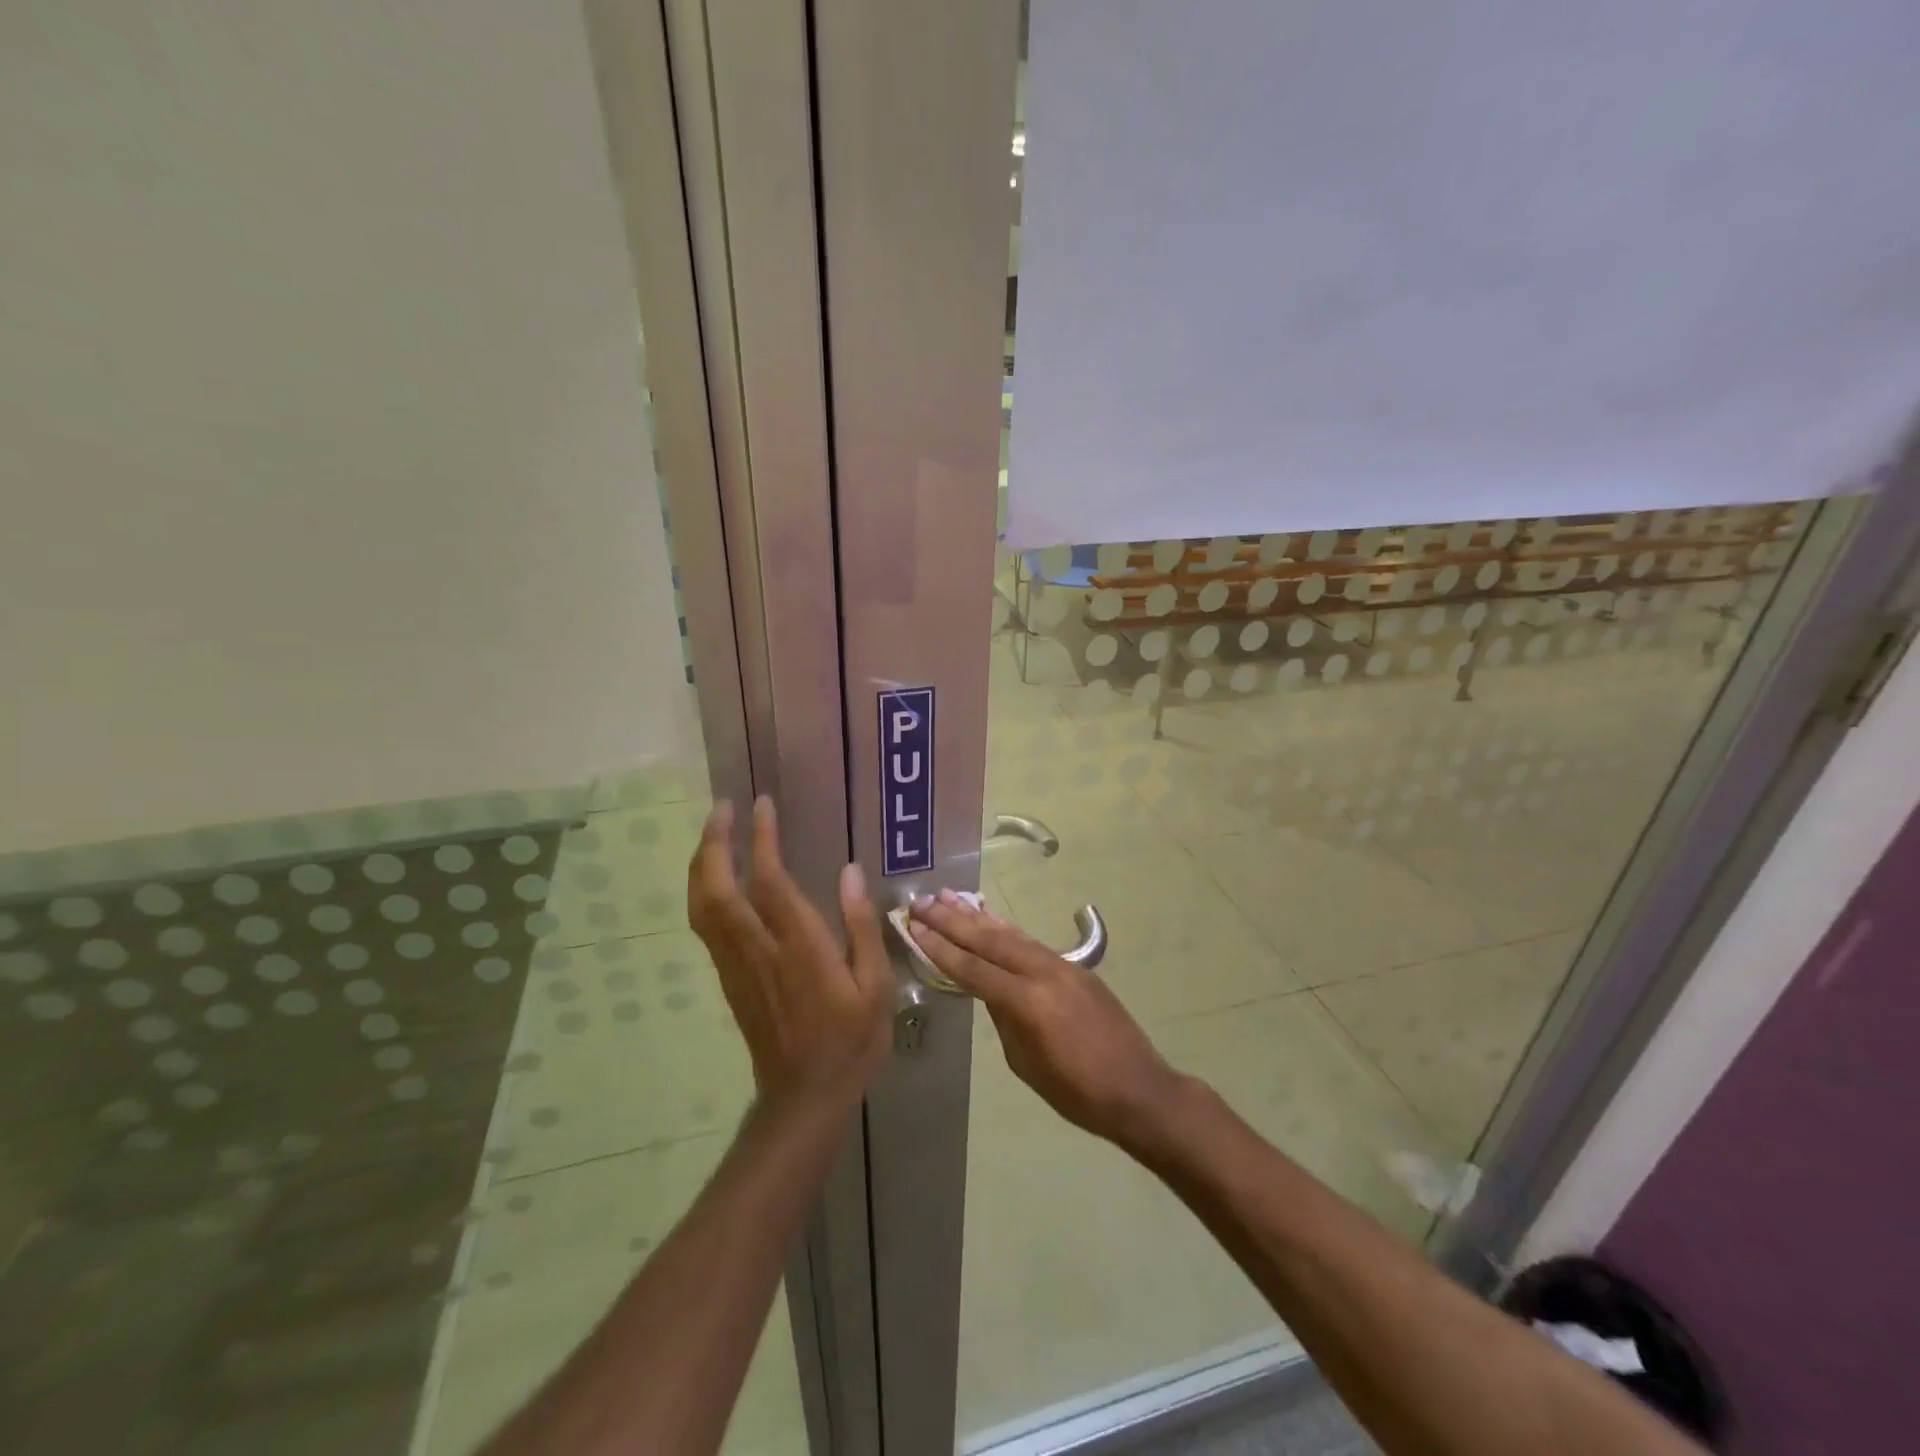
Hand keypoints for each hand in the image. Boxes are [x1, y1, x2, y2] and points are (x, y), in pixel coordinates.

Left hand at [687, 797, 892, 1115]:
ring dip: (703, 863)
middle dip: (714, 843)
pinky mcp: (729, 978)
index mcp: (798, 948)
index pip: (770, 881)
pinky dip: (705, 890)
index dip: (762, 839)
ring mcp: (736, 964)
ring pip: (702, 906)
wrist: (803, 1097)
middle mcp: (758, 950)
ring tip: (714, 832)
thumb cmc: (850, 1040)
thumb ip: (860, 927)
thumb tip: (850, 872)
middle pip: (717, 888)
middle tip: (722, 808)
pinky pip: (706, 925)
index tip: (762, 804)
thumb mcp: (875, 985)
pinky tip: (717, 877)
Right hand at [908, 890, 1188, 1149]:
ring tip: (948, 897)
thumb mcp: (1026, 1063)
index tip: (913, 926)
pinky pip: (1030, 942)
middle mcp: (1042, 972)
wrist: (1138, 1088)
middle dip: (951, 920)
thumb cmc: (1077, 1092)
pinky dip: (1005, 928)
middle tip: (921, 902)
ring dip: (976, 915)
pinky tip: (990, 917)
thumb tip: (989, 990)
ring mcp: (1061, 965)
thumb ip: (1003, 1018)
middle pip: (988, 940)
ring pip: (1009, 934)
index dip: (939, 947)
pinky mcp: (1074, 966)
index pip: (972, 968)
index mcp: (1026, 1001)